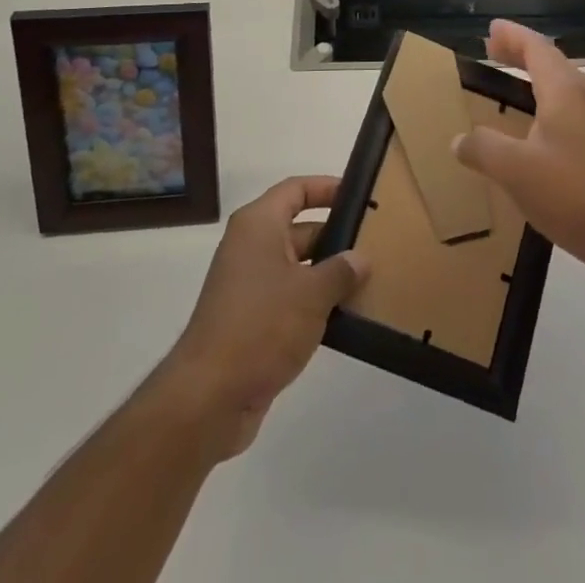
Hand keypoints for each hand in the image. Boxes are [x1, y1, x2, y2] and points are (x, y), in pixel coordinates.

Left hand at [160, 176, 367, 459]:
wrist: (210, 397)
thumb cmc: (262, 325)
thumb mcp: (311, 294)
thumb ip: (340, 271)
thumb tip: (360, 258)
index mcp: (258, 225)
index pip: (296, 189)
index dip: (326, 188)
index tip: (359, 195)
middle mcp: (250, 247)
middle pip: (298, 227)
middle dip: (335, 235)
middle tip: (374, 242)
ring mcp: (248, 285)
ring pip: (296, 266)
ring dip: (328, 273)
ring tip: (369, 278)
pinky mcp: (251, 320)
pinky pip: (289, 297)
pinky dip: (314, 302)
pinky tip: (345, 315)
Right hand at [455, 20, 584, 293]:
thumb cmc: (570, 192)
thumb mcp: (513, 169)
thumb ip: (482, 148)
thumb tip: (460, 140)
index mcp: (565, 92)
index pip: (537, 49)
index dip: (514, 36)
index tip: (492, 29)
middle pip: (556, 65)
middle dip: (525, 56)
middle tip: (497, 53)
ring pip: (573, 92)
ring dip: (546, 84)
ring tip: (524, 91)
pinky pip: (584, 121)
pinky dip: (564, 118)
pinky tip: (561, 139)